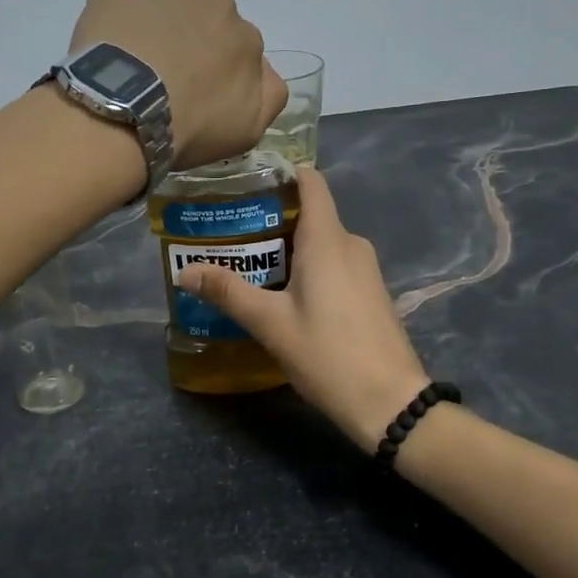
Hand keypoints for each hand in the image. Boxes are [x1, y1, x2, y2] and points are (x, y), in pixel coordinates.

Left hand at [69, 0, 286, 169]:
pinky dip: (125, 9)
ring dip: (159, 22)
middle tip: (161, 74)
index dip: (214, 68)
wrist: (123, 108)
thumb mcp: (248, 130)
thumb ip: (270, 94)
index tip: (193, 89)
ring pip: (170, 1)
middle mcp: (219, 3)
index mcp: (248, 39)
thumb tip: (263, 67)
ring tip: (132, 57)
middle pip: (206, 19)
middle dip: (189, 40)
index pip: (237, 49)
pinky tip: (111, 37)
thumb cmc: (188, 126)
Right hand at [177, 166, 430, 449]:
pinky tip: (282, 292)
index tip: (246, 179)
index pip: (311, 182)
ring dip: (287, 247)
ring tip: (247, 262)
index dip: (282, 173)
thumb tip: (185, 272)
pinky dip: (307, 267)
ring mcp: (365, 269)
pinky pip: (334, 264)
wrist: (391, 403)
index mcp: (328, 239)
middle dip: (271, 218)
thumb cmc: (328, 354)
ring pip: (321, 242)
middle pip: (310, 213)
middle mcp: (350, 244)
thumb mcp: (271, 324)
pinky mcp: (370, 292)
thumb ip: (228, 293)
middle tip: (229, 231)